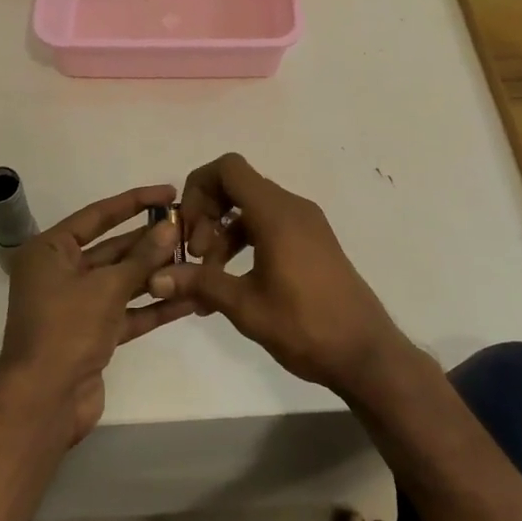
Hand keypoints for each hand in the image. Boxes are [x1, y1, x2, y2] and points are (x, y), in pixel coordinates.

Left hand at [0, 184, 191, 442]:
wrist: (43, 403)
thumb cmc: (66, 330)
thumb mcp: (106, 287)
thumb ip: (142, 257)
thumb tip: (170, 227)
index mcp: (50, 251)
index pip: (98, 215)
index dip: (135, 201)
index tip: (169, 193)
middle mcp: (61, 273)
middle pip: (113, 248)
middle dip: (151, 241)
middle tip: (191, 229)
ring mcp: (78, 305)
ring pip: (124, 281)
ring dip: (158, 273)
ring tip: (198, 259)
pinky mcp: (94, 334)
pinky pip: (128, 311)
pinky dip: (154, 306)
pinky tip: (190, 297)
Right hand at [148, 154, 408, 396]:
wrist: (365, 352)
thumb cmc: (305, 325)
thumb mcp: (245, 306)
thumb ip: (200, 283)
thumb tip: (155, 277)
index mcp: (276, 213)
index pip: (228, 168)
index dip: (198, 188)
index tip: (188, 229)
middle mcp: (292, 207)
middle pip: (238, 186)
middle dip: (207, 215)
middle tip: (197, 258)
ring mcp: (306, 223)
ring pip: (252, 209)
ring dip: (224, 233)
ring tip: (209, 278)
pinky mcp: (313, 241)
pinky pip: (270, 225)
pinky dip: (246, 242)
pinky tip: (233, 282)